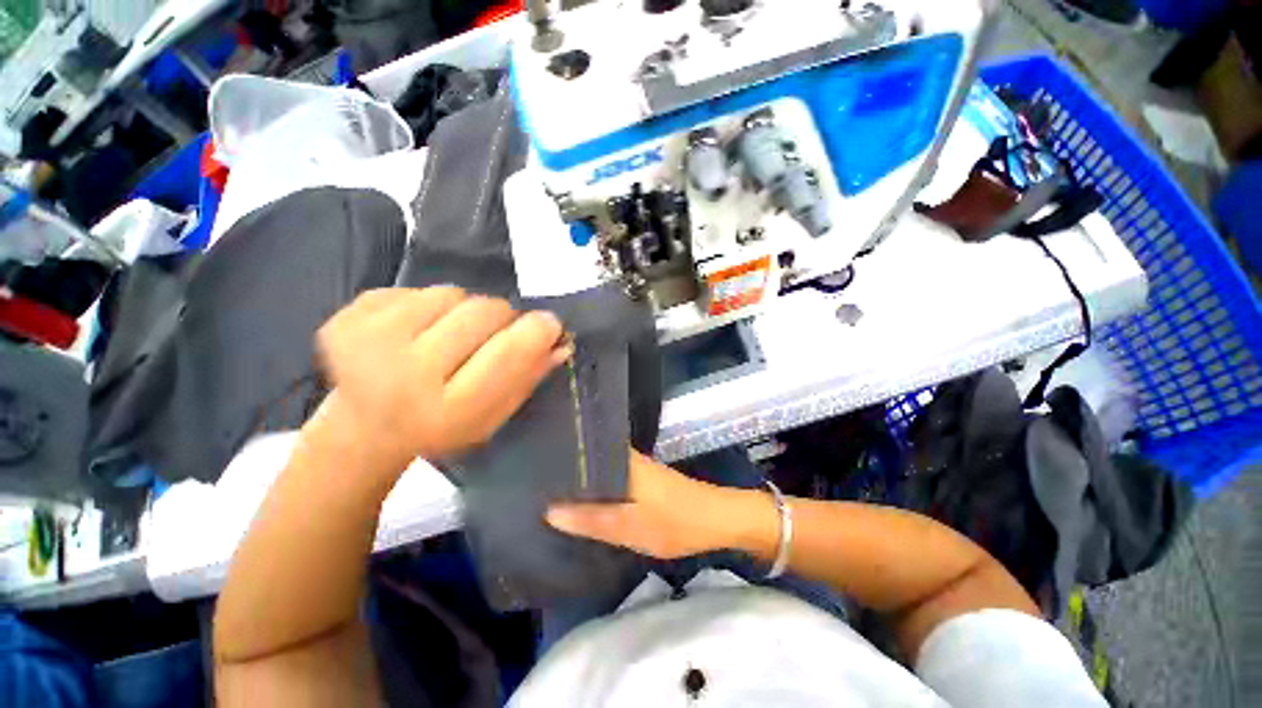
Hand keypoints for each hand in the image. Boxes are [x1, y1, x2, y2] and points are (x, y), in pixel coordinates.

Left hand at [316, 287, 569, 465]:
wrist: (366, 428)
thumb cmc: (443, 425)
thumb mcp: (494, 416)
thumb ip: (528, 377)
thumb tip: (560, 341)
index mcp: (446, 408)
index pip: (507, 351)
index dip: (537, 331)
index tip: (550, 323)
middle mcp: (403, 374)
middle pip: (483, 311)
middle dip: (502, 318)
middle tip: (495, 335)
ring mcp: (367, 341)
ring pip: (452, 293)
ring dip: (464, 310)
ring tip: (449, 336)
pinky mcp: (347, 317)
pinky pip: (416, 288)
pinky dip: (430, 305)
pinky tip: (417, 332)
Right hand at [545, 450, 776, 559]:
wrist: (716, 521)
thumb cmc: (674, 521)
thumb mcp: (630, 527)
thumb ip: (591, 520)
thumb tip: (549, 511)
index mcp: (623, 461)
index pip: (585, 446)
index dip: (560, 450)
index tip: (533, 456)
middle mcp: (628, 458)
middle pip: (591, 456)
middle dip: (566, 466)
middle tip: (534, 477)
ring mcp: (637, 468)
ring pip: (601, 468)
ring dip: (581, 477)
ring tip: (549, 486)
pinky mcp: (643, 480)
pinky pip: (612, 478)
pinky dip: (597, 486)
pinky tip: (583, 498)